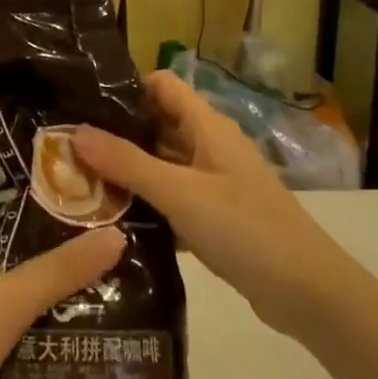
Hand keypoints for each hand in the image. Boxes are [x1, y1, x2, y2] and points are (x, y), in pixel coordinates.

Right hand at [71, 70, 343, 339]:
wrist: (309, 293)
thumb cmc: (245, 228)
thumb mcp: (180, 193)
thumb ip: (127, 163)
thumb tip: (75, 132)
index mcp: (207, 126)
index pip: (162, 85)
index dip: (126, 87)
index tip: (84, 102)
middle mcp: (210, 146)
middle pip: (157, 125)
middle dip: (117, 134)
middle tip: (68, 149)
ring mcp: (214, 183)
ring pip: (162, 165)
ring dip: (128, 172)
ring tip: (79, 183)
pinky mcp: (215, 218)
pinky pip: (172, 200)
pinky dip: (147, 205)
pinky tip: (112, 222)